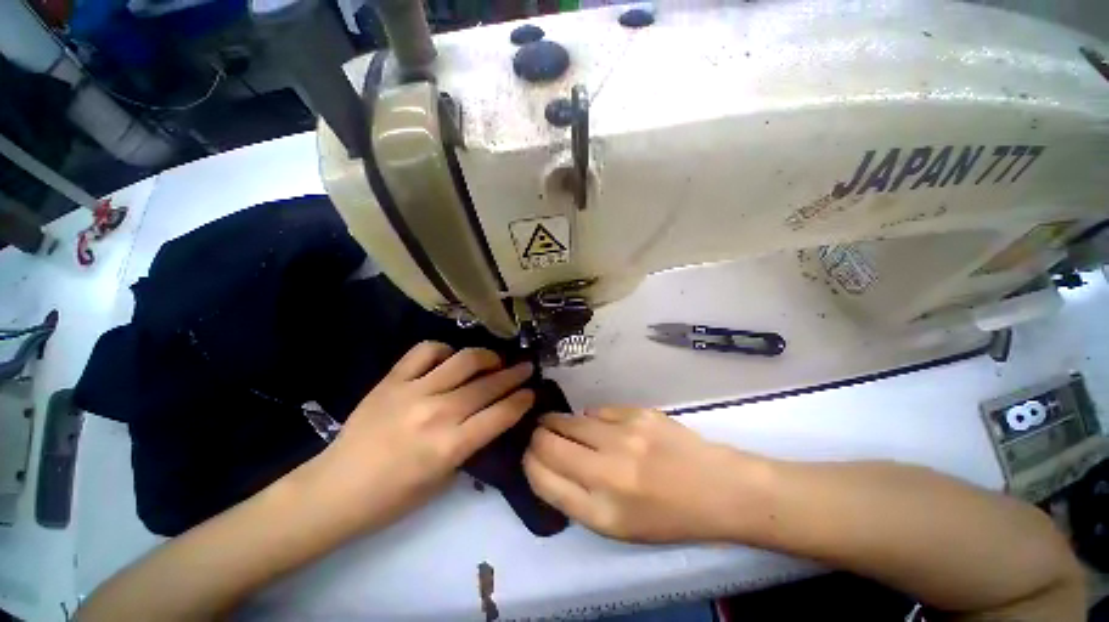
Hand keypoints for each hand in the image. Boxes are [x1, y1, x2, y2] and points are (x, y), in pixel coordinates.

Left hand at [302, 341, 533, 533]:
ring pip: (464, 360)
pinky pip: (426, 351)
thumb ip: (471, 443)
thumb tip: (492, 415)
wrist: (335, 489)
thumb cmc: (393, 497)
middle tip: (526, 367)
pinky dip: (445, 350)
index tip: (532, 392)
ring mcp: (413, 391)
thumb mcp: (444, 479)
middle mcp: (437, 413)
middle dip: (515, 374)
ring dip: (487, 356)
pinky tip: (451, 358)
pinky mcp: (392, 379)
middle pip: (488, 384)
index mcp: (450, 446)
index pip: (501, 414)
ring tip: (496, 359)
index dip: (522, 400)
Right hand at [524, 407, 770, 542]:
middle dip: (538, 437)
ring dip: (558, 422)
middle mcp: (608, 471)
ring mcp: (625, 436)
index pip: (543, 477)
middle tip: (540, 435)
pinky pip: (597, 411)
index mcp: (601, 511)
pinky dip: (591, 419)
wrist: (717, 488)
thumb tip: (547, 464)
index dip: (529, 462)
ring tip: (560, 424)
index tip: (530, 455)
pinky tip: (599, 426)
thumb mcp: (617, 527)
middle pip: (549, 443)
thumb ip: (576, 498)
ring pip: (570, 420)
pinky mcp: (638, 413)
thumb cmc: (666, 516)